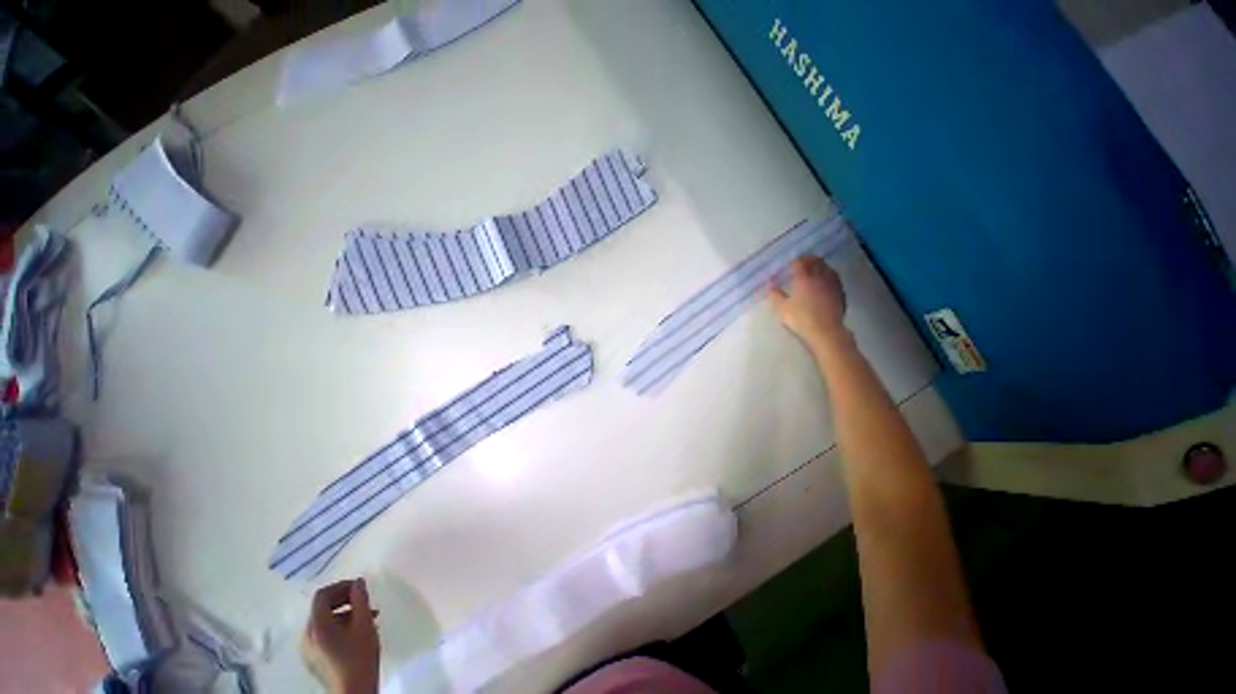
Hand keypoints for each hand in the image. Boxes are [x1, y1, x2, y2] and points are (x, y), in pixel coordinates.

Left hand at [301, 579, 380, 693]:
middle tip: (364, 600)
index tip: (360, 587)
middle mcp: (306, 636)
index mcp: (316, 626)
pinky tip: (357, 632)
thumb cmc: (359, 655)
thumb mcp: (364, 623)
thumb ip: (361, 599)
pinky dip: (339, 627)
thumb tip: (358, 582)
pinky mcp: (314, 659)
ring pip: (324, 621)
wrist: (354, 691)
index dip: (341, 586)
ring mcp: (308, 650)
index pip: (322, 595)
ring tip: (367, 617)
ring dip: (344, 613)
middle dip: (344, 600)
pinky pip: (323, 634)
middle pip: (321, 608)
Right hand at [767, 255, 847, 348]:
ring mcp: (831, 283)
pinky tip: (827, 279)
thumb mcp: (782, 308)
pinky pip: (834, 278)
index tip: (791, 263)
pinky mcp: (840, 292)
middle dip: (809, 259)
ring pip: (827, 268)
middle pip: (815, 262)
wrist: (825, 330)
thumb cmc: (800, 318)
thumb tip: (770, 284)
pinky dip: (829, 274)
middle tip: (803, 261)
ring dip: (820, 265)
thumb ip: (775, 294)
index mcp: (803, 279)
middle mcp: (819, 277)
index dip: (795, 261)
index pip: (799, 263)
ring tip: (816, 266)